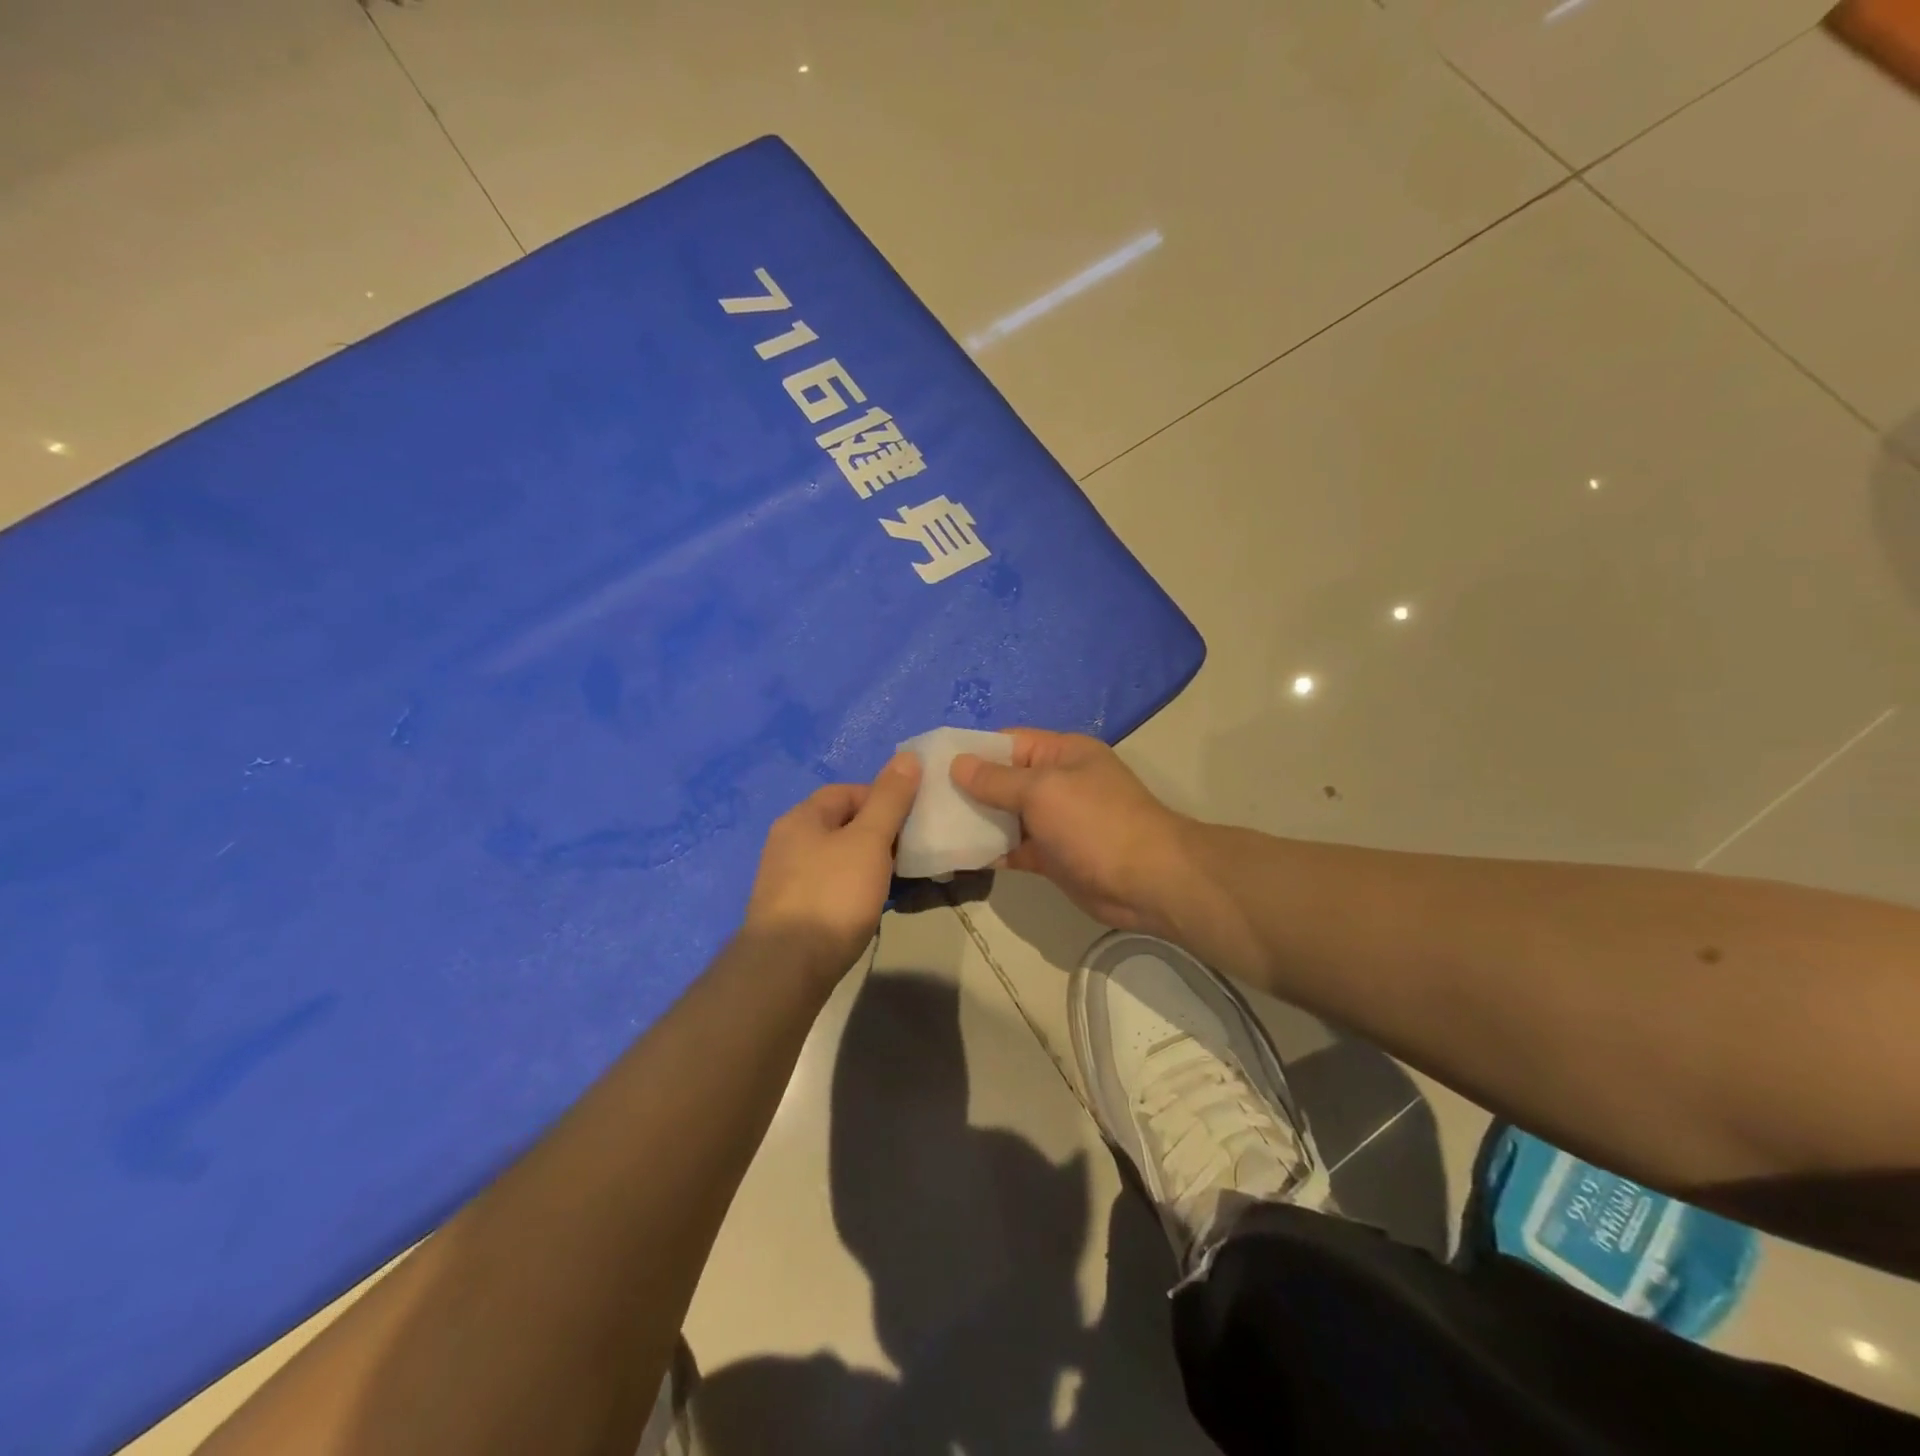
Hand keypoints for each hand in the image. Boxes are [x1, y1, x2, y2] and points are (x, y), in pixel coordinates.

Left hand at [744, 753, 921, 983]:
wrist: (786, 969)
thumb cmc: (832, 895)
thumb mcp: (869, 841)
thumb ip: (890, 799)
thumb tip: (908, 756)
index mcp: (801, 818)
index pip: (847, 791)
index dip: (883, 799)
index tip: (911, 821)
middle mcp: (787, 842)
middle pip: (842, 824)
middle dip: (878, 834)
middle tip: (907, 853)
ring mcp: (785, 879)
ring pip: (837, 858)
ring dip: (867, 864)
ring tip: (894, 881)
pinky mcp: (790, 912)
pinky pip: (829, 886)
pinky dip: (852, 889)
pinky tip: (867, 906)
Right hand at [951, 730, 1191, 934]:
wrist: (1147, 882)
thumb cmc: (1095, 823)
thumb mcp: (1042, 791)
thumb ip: (997, 780)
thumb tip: (958, 763)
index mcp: (1061, 753)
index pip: (1007, 742)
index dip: (971, 751)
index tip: (930, 764)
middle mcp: (1057, 782)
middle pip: (1003, 779)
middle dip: (966, 789)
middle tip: (921, 800)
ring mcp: (1055, 821)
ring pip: (1005, 816)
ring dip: (974, 821)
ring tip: (928, 827)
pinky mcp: (1052, 855)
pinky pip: (1013, 847)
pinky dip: (989, 851)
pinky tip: (955, 856)